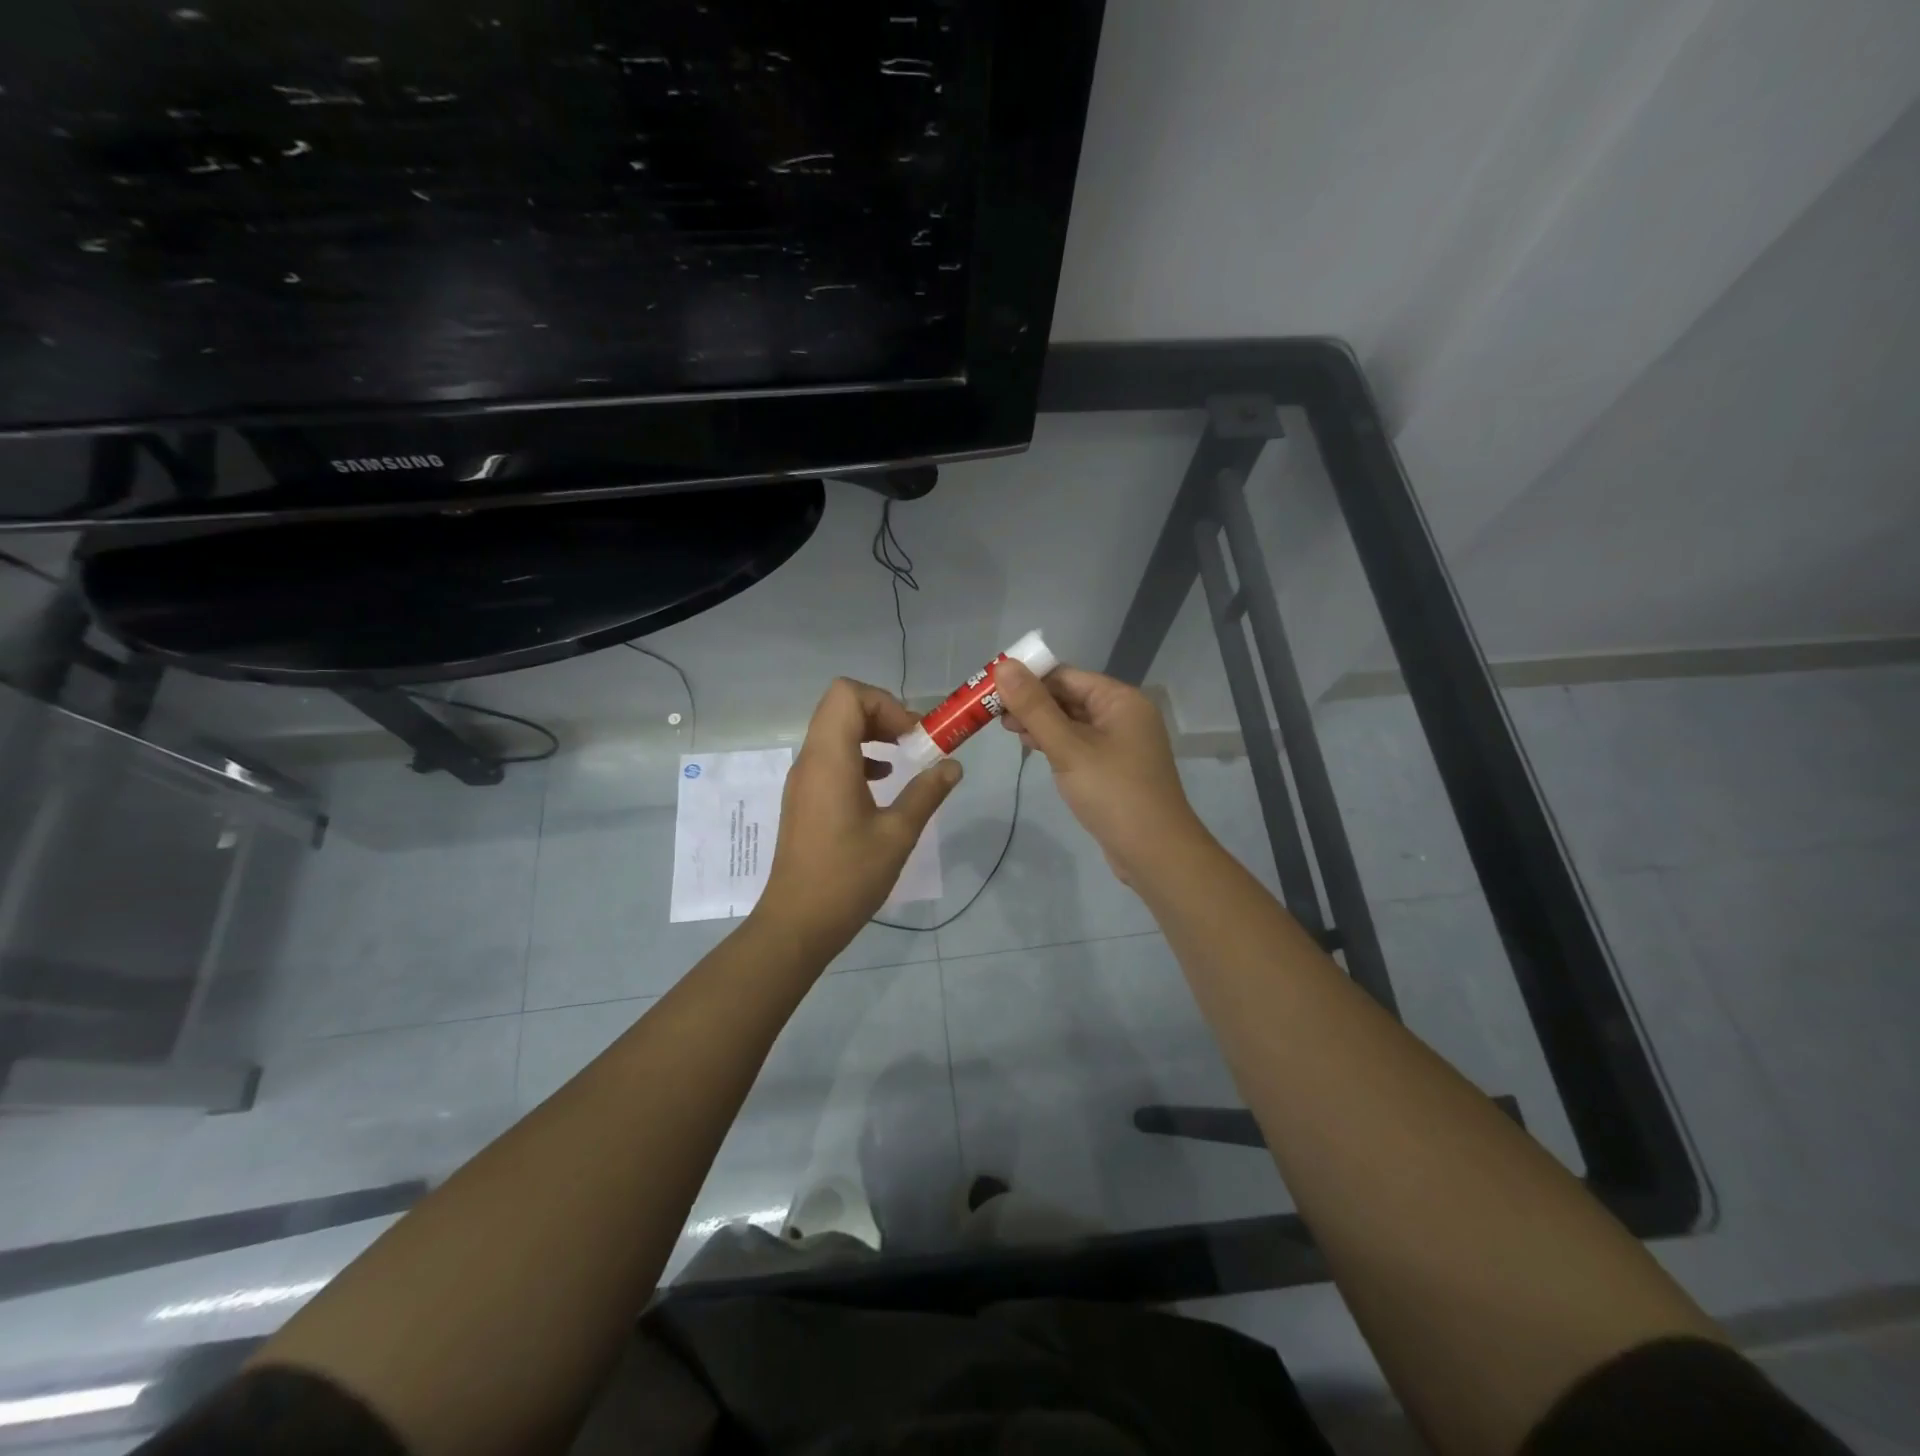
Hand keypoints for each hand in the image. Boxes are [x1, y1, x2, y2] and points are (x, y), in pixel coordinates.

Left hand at [757, 678, 961, 954]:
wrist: (798, 923)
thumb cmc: (848, 877)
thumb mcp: (898, 834)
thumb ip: (927, 792)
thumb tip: (953, 765)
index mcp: (830, 760)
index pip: (847, 694)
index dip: (884, 703)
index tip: (913, 735)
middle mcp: (810, 760)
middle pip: (840, 707)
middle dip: (882, 714)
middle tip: (914, 741)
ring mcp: (803, 780)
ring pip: (834, 731)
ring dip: (871, 734)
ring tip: (904, 759)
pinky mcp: (804, 798)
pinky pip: (830, 757)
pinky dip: (858, 756)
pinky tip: (882, 783)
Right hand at [994, 659, 1206, 883]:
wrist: (1154, 853)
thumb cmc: (1113, 793)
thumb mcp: (1068, 747)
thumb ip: (1034, 707)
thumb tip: (1003, 665)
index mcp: (1120, 700)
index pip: (1066, 675)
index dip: (1028, 678)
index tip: (992, 689)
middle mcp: (1124, 715)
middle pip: (1069, 696)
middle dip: (1032, 702)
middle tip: (993, 714)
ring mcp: (1120, 743)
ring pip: (1072, 721)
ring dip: (1040, 723)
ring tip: (1007, 731)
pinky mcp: (1114, 768)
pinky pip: (1079, 744)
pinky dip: (1055, 743)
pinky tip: (1032, 748)